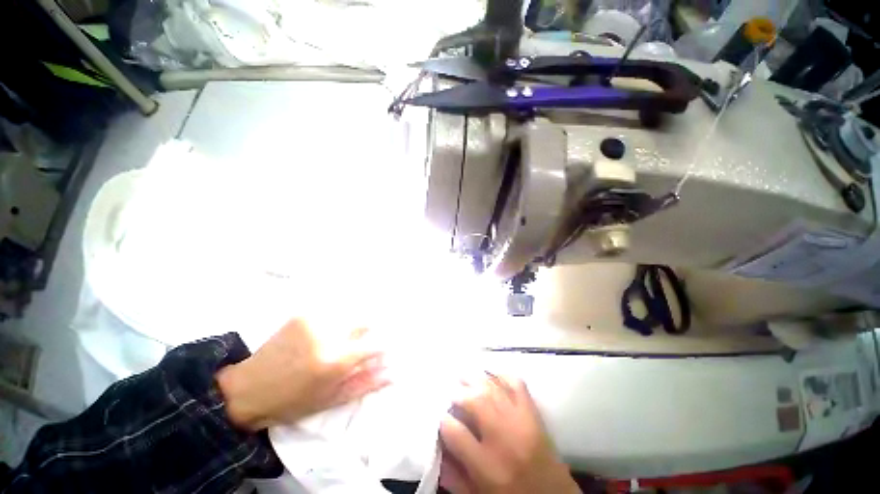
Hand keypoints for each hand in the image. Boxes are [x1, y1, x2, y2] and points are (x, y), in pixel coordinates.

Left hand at [216, 318, 388, 431]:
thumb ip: (365, 383)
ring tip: (336, 343)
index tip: (380, 353)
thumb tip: (392, 373)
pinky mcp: (303, 314)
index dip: (382, 348)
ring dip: (351, 327)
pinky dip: (335, 322)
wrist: (248, 388)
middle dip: (366, 333)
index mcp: (336, 360)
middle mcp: (328, 334)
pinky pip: (332, 313)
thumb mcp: (332, 399)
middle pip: (365, 322)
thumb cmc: (293, 402)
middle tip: (355, 348)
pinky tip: (322, 336)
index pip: (375, 344)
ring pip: (349, 316)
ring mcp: (315, 320)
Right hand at [439, 374, 579, 493]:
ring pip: (493, 388)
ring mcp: (522, 421)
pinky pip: (517, 384)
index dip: (443, 419)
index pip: (455, 432)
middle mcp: (504, 438)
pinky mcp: (534, 413)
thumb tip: (436, 448)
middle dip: (458, 392)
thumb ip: (453, 476)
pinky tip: (491, 374)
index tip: (440, 415)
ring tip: (464, 375)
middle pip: (475, 401)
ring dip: (475, 378)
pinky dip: (502, 375)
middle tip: (451, 390)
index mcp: (488, 467)